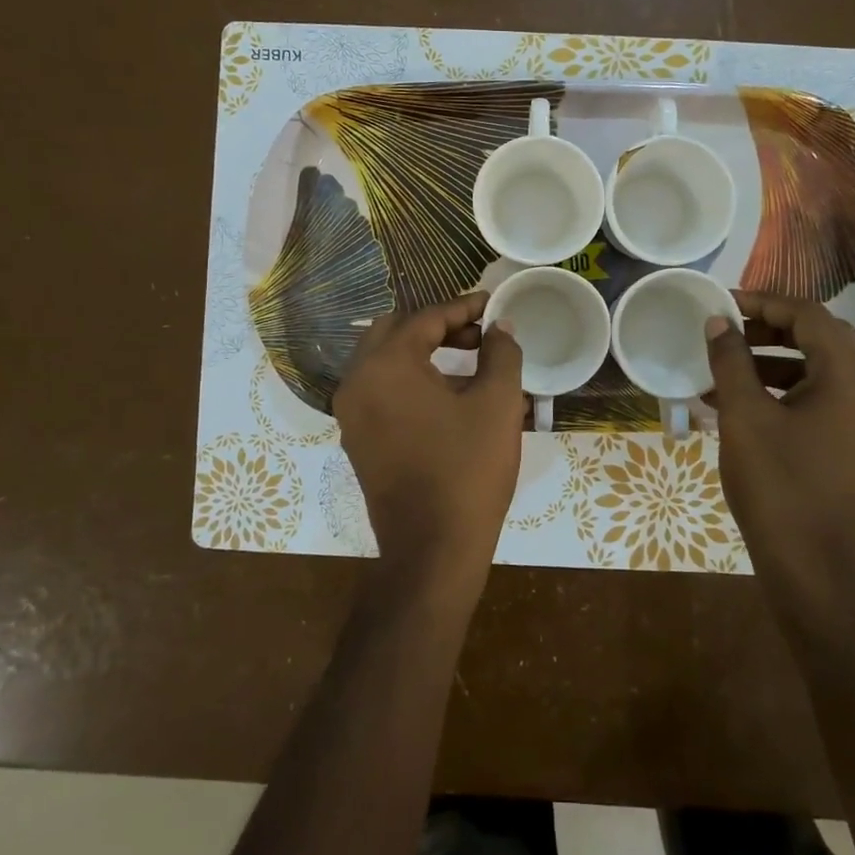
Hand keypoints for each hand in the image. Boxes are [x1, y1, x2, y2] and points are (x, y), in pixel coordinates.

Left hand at [334, 291, 525, 604]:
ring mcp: (352, 414)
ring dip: (425, 353)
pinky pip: (382, 392)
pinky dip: (412, 382)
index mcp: (386, 365)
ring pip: (386, 362)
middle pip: (395, 332)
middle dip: (439, 326)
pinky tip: (451, 398)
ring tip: (473, 365)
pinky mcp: (358, 440)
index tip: (493, 305)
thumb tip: (501, 327)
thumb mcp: (498, 403)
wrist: (433, 550)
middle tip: (479, 334)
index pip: (425, 317)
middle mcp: (357, 382)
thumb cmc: (468, 469)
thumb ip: (501, 353)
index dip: (464, 307)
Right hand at [704, 293, 854, 592]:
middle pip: (822, 339)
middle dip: (771, 328)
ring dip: (775, 359)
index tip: (725, 303)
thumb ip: (731, 361)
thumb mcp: (744, 417)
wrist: (809, 566)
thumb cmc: (776, 485)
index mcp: (851, 381)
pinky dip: (786, 390)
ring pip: (821, 369)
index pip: (812, 318)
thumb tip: (718, 322)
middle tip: (728, 329)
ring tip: (728, 365)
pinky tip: (742, 401)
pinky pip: (822, 399)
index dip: (765, 303)